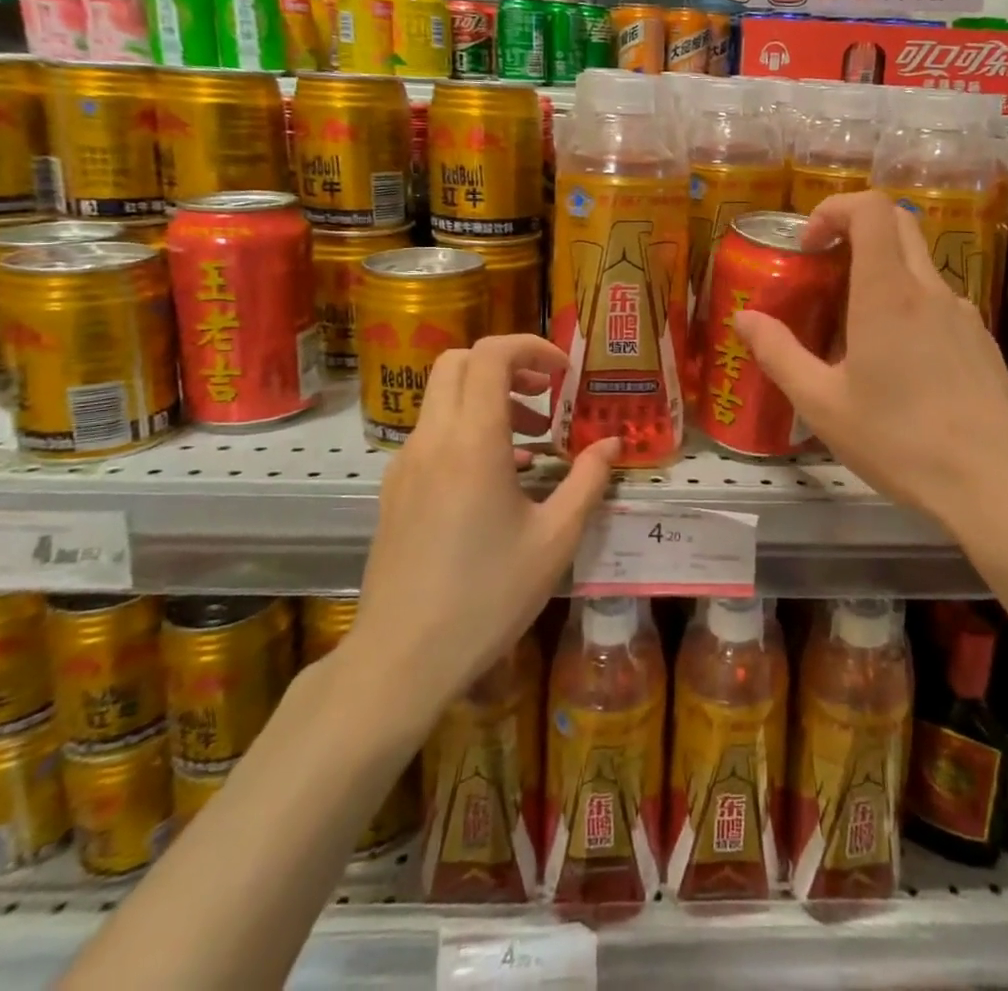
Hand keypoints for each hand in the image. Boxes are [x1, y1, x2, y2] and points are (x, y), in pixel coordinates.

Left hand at [346, 335, 619, 719]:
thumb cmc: (487, 597)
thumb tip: (612, 444)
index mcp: (473, 441)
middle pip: (459, 362)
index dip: (531, 347)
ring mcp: (406, 463)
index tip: (563, 373)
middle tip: (545, 395)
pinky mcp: (395, 489)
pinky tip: (498, 476)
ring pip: (443, 396)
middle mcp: (433, 439)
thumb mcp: (555, 539)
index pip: (491, 355)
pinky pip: (432, 433)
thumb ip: (587, 481)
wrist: (401, 659)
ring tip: (531, 439)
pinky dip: (467, 428)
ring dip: (487, 397)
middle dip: (507, 364)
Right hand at [731, 190, 1007, 546]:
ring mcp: (964, 314)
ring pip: (919, 266)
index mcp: (888, 293)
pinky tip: (897, 365)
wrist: (996, 485)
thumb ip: (778, 354)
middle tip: (825, 272)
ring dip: (882, 273)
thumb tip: (745, 318)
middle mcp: (931, 290)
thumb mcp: (822, 404)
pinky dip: (908, 306)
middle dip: (856, 230)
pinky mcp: (982, 341)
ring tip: (854, 331)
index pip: (872, 208)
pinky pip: (939, 303)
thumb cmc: (900, 442)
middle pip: (899, 224)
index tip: (810, 245)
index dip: (835, 208)